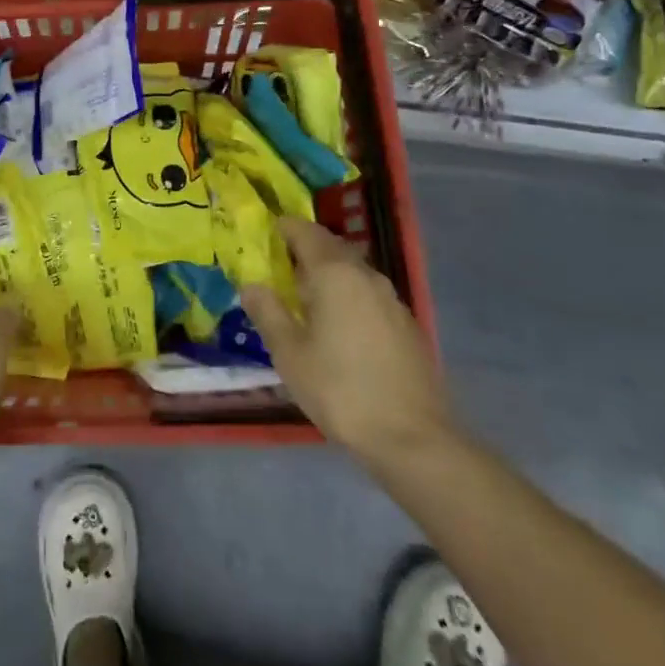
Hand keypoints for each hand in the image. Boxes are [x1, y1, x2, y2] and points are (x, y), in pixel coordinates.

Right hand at [241, 218, 452, 469]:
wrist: (412, 438)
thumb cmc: (339, 389)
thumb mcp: (289, 353)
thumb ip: (267, 312)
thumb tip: (251, 285)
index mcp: (334, 274)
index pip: (305, 232)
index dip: (283, 228)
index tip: (265, 233)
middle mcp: (366, 276)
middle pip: (331, 247)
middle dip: (304, 248)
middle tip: (279, 264)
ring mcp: (392, 300)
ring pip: (352, 271)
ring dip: (327, 273)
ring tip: (304, 295)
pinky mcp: (407, 325)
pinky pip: (368, 294)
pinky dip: (347, 295)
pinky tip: (337, 324)